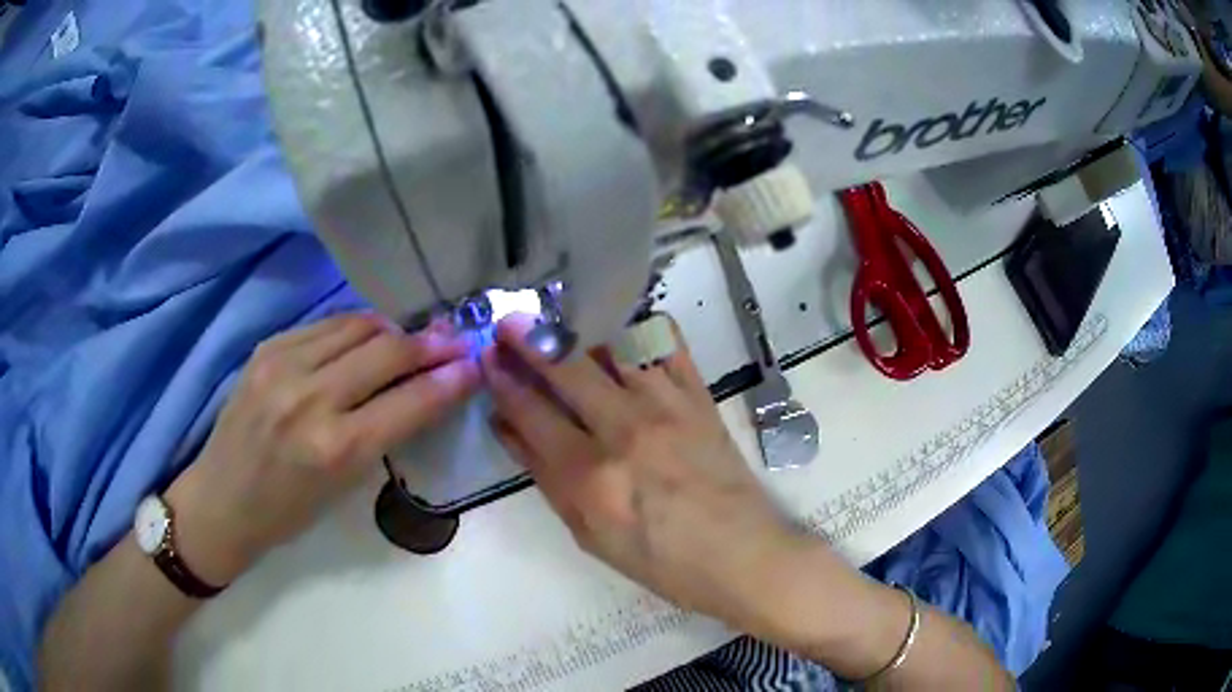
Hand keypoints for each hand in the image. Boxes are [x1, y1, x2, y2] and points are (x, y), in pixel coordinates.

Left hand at [168, 315, 480, 584]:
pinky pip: (326, 325)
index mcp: (336, 449)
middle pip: (388, 350)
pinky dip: (355, 329)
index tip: (475, 364)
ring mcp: (283, 365)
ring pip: (358, 325)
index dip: (451, 379)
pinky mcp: (267, 347)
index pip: (411, 400)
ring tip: (409, 341)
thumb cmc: (288, 512)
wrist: (222, 499)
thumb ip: (384, 431)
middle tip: (454, 342)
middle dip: (431, 344)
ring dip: (393, 331)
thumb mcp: (345, 487)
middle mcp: (311, 398)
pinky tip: (363, 342)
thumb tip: (422, 388)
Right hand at [481, 314, 818, 631]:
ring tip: (557, 315)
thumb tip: (509, 428)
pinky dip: (641, 326)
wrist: (741, 554)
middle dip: (529, 338)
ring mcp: (666, 406)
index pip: (531, 412)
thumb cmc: (660, 560)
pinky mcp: (699, 396)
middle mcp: (624, 429)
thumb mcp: (589, 534)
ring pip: (612, 345)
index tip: (487, 357)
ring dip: (578, 327)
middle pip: (565, 368)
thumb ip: (547, 478)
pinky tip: (622, 323)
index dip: (503, 380)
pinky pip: (667, 344)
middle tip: (508, 319)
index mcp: (589, 475)